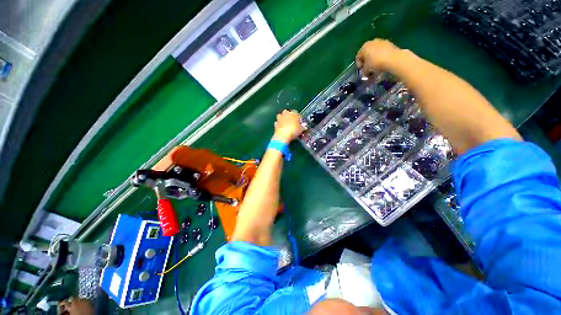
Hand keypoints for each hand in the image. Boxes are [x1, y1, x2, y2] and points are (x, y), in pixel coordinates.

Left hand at [272, 110, 303, 142]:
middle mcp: (286, 113)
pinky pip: (278, 123)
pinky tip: (282, 129)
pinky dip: (280, 125)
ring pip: (281, 116)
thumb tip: (304, 128)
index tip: (299, 122)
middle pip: (288, 113)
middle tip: (293, 122)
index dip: (298, 117)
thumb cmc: (293, 131)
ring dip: (283, 119)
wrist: (283, 136)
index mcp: (293, 113)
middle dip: (290, 117)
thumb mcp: (301, 130)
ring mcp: (279, 118)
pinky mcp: (275, 124)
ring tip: (287, 125)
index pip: (297, 113)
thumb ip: (302, 127)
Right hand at [356, 39, 401, 74]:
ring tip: (376, 66)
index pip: (358, 57)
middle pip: (367, 53)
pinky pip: (382, 51)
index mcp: (364, 47)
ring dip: (374, 58)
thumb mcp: (366, 70)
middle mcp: (372, 42)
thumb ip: (364, 71)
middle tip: (368, 69)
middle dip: (367, 61)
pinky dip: (381, 56)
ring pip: (375, 51)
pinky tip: (383, 63)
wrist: (392, 59)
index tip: (362, 71)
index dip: (359, 65)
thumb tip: (366, 72)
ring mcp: (381, 41)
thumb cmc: (375, 64)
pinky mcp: (390, 43)